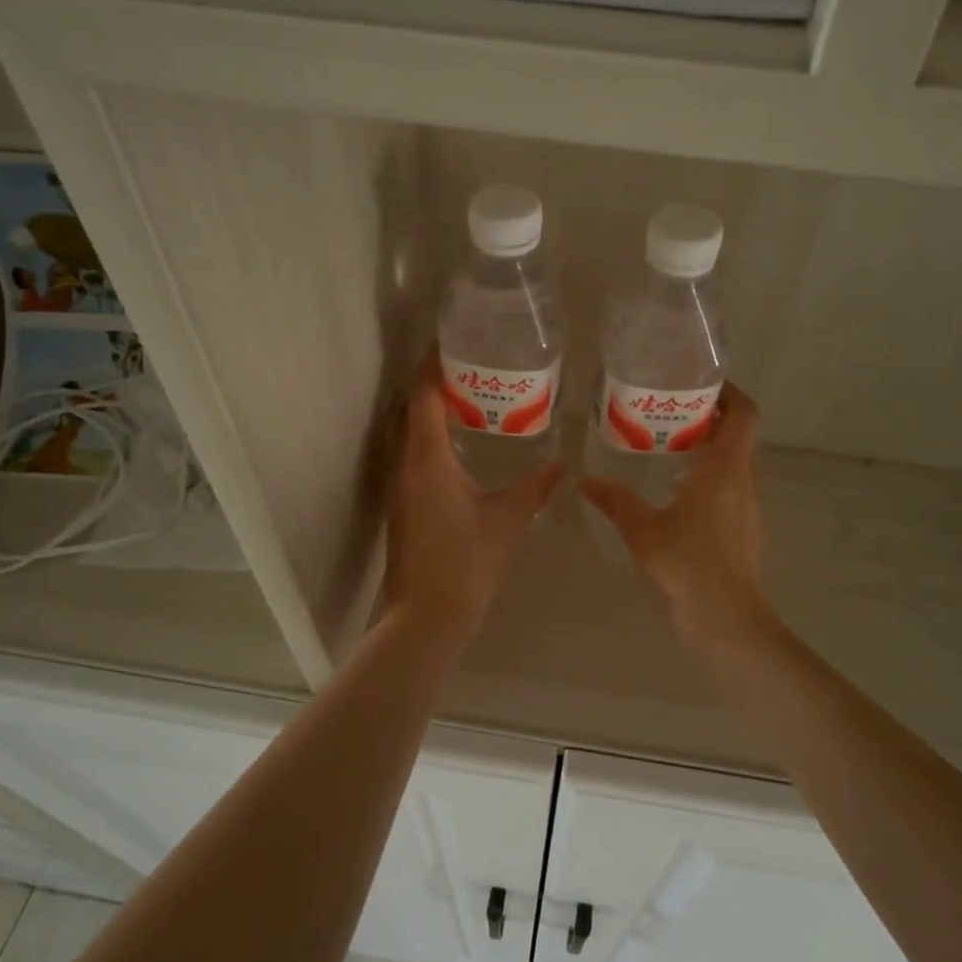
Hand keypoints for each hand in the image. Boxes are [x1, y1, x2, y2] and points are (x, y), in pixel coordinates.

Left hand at [383, 353, 564, 641]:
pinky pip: (413, 459)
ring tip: (469, 401)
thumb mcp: (507, 521)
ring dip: (431, 414)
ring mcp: (400, 489)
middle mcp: (406, 466)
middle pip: (411, 411)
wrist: (425, 619)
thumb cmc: (466, 563)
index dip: (432, 366)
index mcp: (427, 460)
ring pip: (410, 436)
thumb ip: (534, 488)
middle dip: (433, 385)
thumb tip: (561, 465)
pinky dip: (431, 442)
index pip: (423, 397)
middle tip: (470, 368)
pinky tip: (460, 450)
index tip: (449, 342)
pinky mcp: (403, 509)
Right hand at [580, 382, 774, 651]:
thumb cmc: (689, 568)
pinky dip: (710, 475)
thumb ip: (615, 501)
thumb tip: (585, 480)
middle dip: (710, 417)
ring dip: (710, 447)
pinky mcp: (745, 528)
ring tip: (668, 446)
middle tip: (670, 411)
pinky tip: (676, 491)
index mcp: (726, 470)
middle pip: (738, 435)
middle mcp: (744, 481)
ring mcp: (749, 507)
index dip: (729, 392)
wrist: (728, 623)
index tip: (701, 382)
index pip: (744, 414)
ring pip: (735, 462)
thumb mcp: (643, 531)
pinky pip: (731, 486)